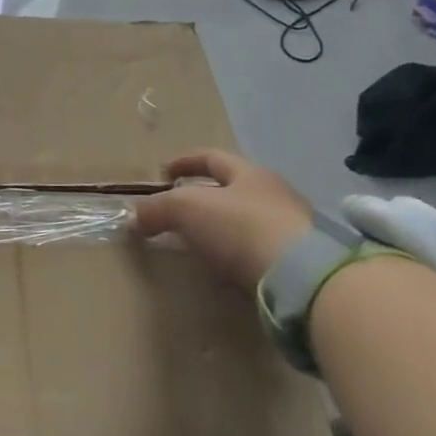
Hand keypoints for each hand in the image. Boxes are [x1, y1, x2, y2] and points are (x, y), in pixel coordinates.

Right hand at [132, 149, 312, 292]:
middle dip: (204, 198)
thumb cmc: (240, 227)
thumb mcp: (186, 209)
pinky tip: (222, 271)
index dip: (185, 162)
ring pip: (246, 222)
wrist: (301, 277)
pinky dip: (236, 257)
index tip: (163, 172)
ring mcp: (291, 230)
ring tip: (196, 245)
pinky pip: (257, 253)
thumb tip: (133, 218)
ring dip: (221, 230)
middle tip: (177, 212)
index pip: (213, 158)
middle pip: (233, 190)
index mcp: (250, 174)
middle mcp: (275, 195)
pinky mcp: (298, 264)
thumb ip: (157, 209)